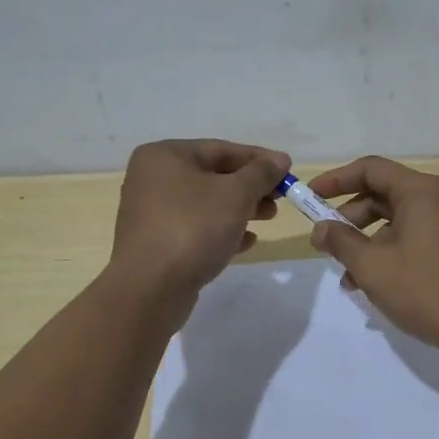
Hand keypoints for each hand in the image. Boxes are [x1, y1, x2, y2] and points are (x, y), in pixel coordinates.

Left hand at [109, 139, 290, 301]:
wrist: (150, 289)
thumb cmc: (193, 228)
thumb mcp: (236, 194)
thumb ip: (261, 173)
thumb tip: (280, 159)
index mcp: (165, 156)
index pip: (221, 149)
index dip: (259, 159)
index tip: (288, 171)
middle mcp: (153, 179)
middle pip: (213, 175)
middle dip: (250, 186)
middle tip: (280, 198)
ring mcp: (152, 213)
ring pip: (206, 203)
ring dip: (240, 209)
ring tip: (269, 218)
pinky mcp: (157, 243)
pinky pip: (196, 228)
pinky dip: (222, 230)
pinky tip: (247, 242)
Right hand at [305, 155, 438, 355]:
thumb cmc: (425, 289)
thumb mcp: (372, 265)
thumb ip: (341, 242)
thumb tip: (321, 228)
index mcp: (419, 191)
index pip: (370, 169)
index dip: (336, 180)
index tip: (310, 198)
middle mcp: (435, 200)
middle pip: (381, 194)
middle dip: (348, 218)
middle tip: (324, 242)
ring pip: (393, 222)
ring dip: (364, 243)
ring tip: (345, 276)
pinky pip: (409, 241)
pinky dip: (386, 255)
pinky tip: (369, 286)